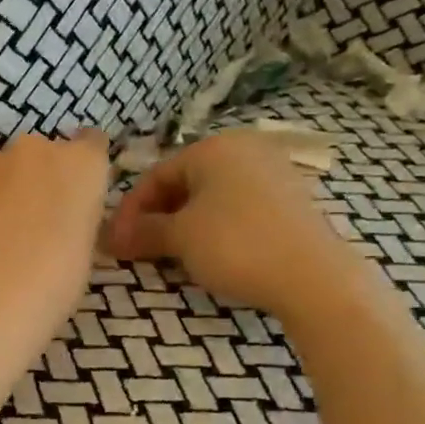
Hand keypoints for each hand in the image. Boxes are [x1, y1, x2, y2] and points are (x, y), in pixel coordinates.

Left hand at [0, 129, 110, 328]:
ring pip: (3, 169)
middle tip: (37, 221)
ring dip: (5, 190)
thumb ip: (76, 219)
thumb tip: (62, 223)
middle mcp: (38, 150)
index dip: (82, 169)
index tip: (77, 193)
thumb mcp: (86, 248)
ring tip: (1, 234)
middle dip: (40, 179)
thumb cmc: (58, 278)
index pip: (92, 144)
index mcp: (82, 164)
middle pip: (43, 155)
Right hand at [107, 129, 371, 320]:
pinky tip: (210, 256)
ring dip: (184, 226)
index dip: (130, 210)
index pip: (156, 174)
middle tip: (140, 251)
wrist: (314, 276)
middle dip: (157, 218)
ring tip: (171, 257)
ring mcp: (274, 174)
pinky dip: (215, 229)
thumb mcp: (180, 238)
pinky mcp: (292, 202)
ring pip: (212, 198)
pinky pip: (238, 209)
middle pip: (184, 183)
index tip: (115, 242)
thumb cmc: (236, 245)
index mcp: (214, 147)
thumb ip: (143, 232)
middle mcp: (245, 150)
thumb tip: (110, 238)